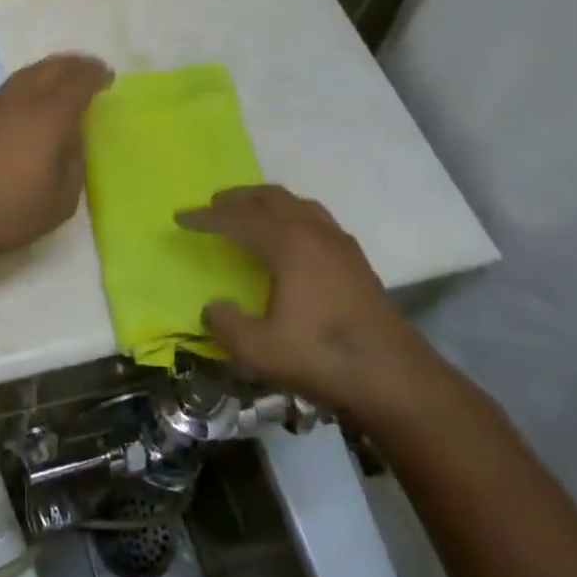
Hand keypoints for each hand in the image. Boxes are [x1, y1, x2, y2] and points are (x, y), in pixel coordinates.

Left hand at [0, 53, 112, 268]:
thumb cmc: (5, 213)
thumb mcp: (60, 201)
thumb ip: (74, 163)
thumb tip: (71, 139)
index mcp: (48, 115)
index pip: (78, 79)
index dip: (96, 74)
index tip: (107, 78)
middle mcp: (18, 99)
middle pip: (50, 66)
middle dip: (73, 65)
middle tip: (88, 73)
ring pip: (25, 75)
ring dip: (47, 74)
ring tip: (59, 87)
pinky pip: (7, 90)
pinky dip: (26, 89)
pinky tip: (26, 110)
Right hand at [175, 185, 442, 417]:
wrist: (395, 378)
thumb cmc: (322, 357)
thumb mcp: (259, 350)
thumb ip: (226, 324)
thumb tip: (213, 307)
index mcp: (289, 244)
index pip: (237, 219)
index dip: (205, 217)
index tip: (180, 218)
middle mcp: (314, 232)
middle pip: (270, 198)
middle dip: (238, 198)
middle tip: (214, 204)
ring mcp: (340, 244)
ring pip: (297, 204)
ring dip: (268, 202)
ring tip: (250, 212)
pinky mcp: (356, 261)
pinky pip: (316, 219)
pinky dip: (292, 215)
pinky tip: (291, 238)